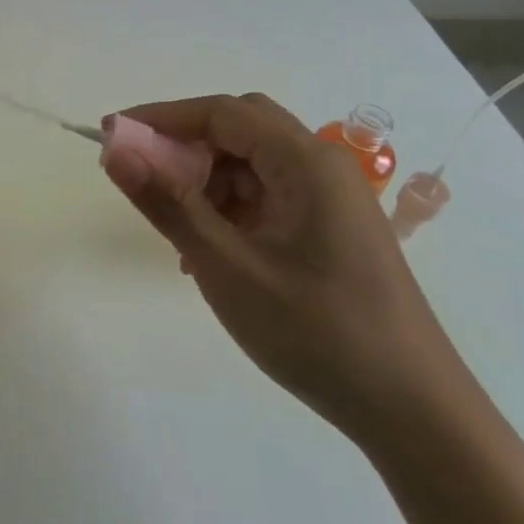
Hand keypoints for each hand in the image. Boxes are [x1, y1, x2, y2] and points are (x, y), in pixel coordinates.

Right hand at [100, 93, 472, 442]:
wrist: (412, 410)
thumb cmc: (316, 332)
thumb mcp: (227, 267)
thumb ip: (169, 204)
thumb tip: (116, 152)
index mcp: (306, 162)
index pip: (221, 112)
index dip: (161, 117)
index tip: (110, 135)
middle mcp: (323, 166)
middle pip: (240, 130)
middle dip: (185, 147)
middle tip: (142, 179)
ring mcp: (332, 198)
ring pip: (253, 165)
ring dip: (207, 183)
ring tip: (179, 234)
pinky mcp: (332, 228)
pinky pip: (270, 197)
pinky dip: (231, 210)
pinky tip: (213, 253)